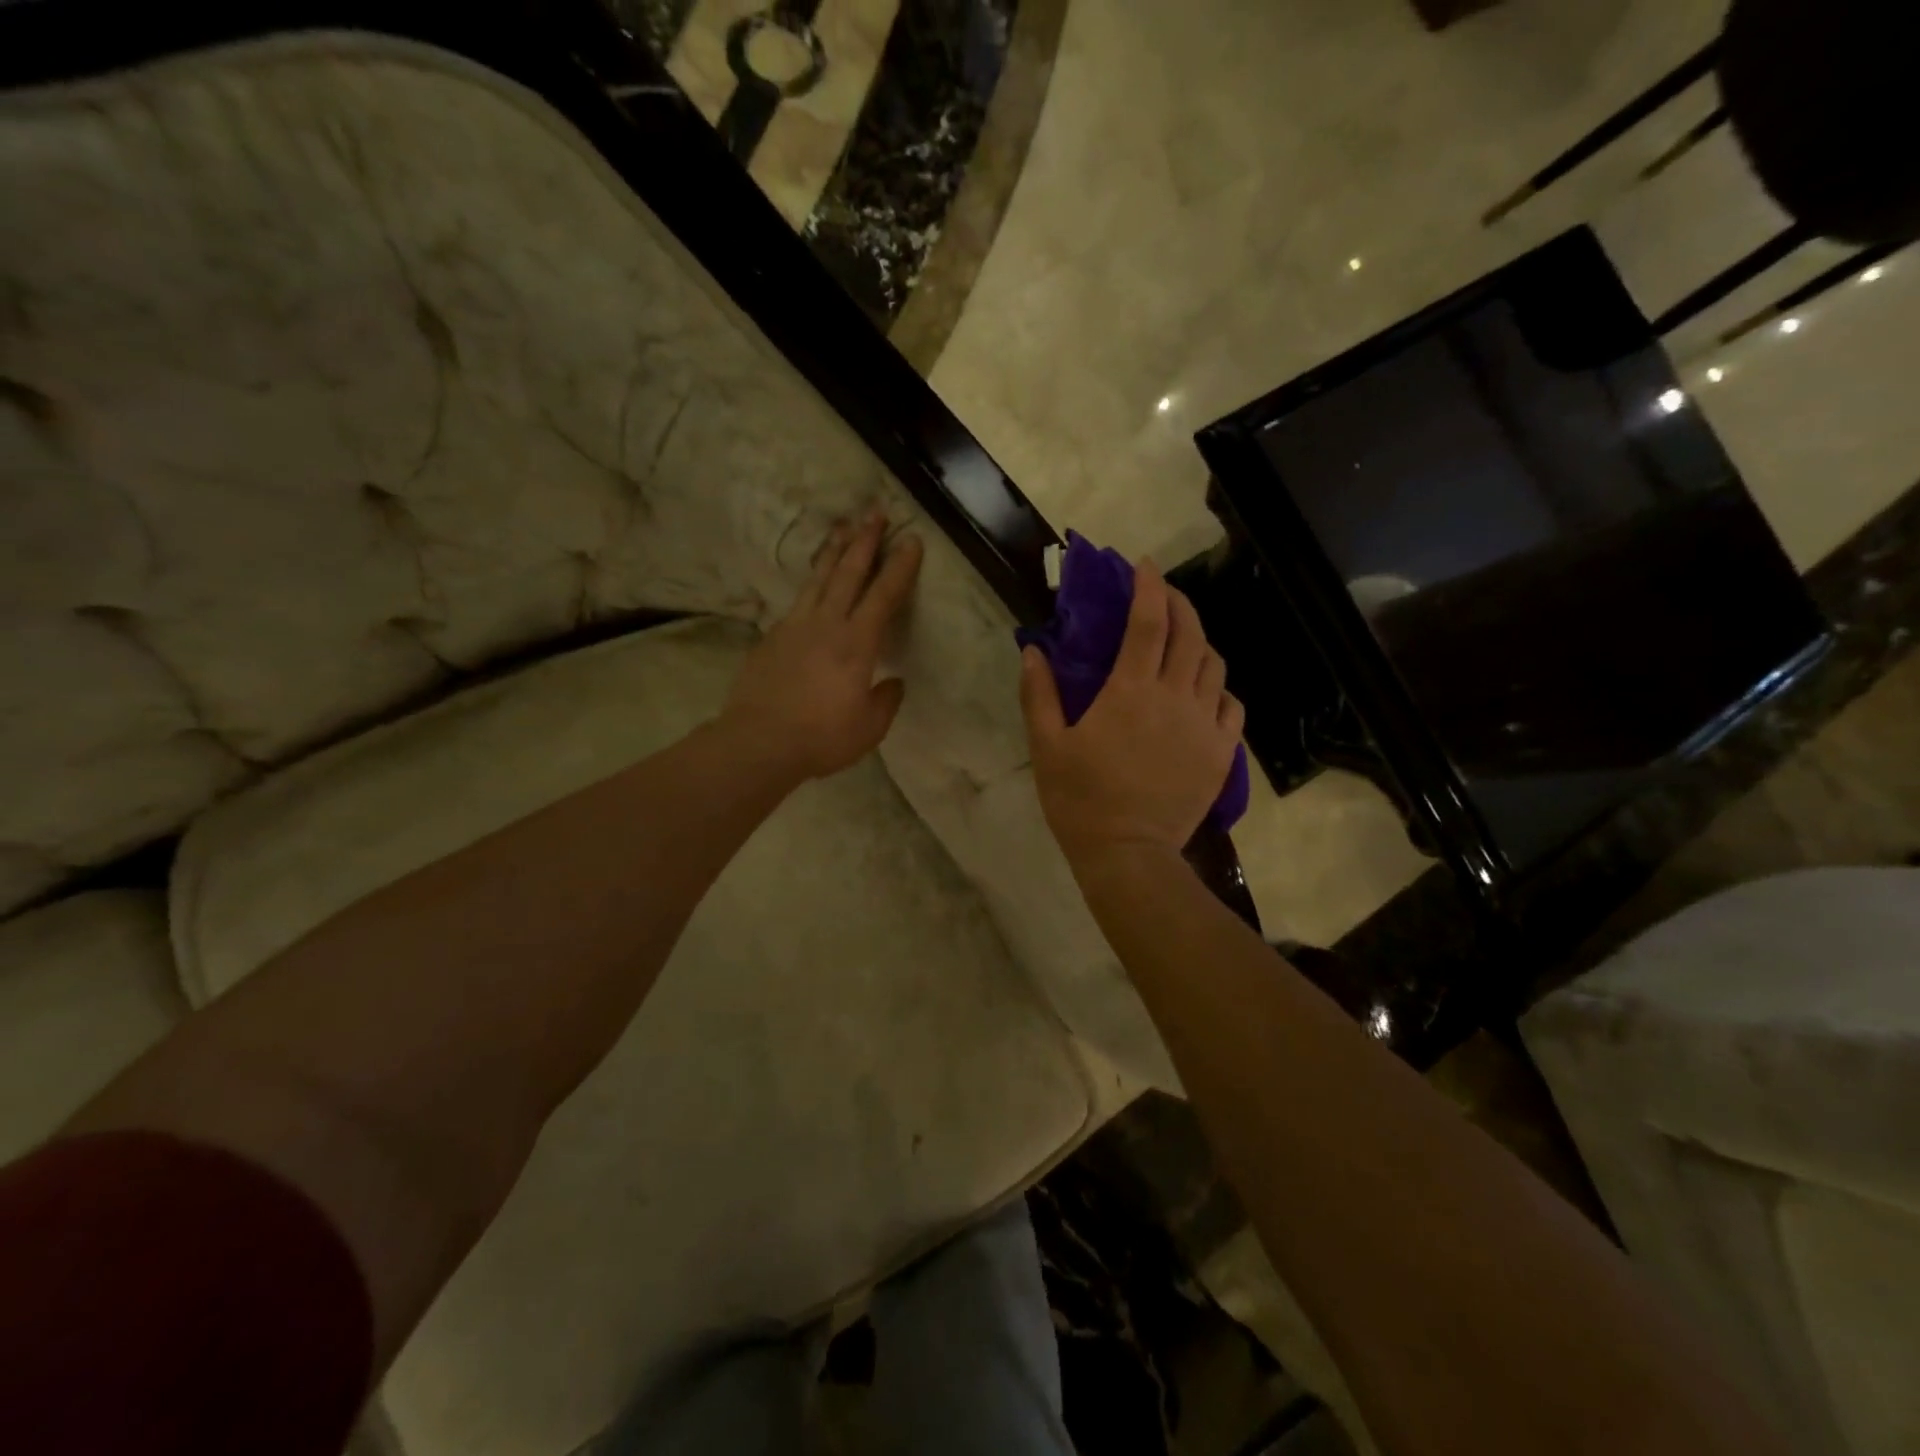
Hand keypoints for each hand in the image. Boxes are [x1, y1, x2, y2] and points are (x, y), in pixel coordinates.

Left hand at [721, 508, 923, 779]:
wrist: (759, 741)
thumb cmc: (821, 737)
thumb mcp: (869, 728)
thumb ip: (886, 701)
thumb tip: (893, 682)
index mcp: (857, 643)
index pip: (884, 595)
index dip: (900, 567)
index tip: (911, 540)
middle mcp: (827, 624)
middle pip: (849, 572)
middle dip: (865, 540)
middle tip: (875, 511)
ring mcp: (794, 626)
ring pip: (818, 578)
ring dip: (833, 551)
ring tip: (842, 527)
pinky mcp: (771, 637)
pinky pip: (797, 602)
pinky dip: (811, 586)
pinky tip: (813, 586)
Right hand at [1020, 560, 1243, 873]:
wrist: (1128, 854)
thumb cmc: (1080, 800)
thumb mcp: (1046, 746)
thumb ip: (1039, 694)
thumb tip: (1034, 650)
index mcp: (1130, 690)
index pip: (1148, 622)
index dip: (1148, 586)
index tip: (1142, 566)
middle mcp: (1175, 697)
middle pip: (1191, 634)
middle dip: (1180, 604)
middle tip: (1163, 596)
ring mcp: (1205, 724)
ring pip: (1215, 666)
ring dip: (1200, 643)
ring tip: (1183, 643)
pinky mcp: (1221, 752)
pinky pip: (1233, 706)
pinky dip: (1219, 689)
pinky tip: (1205, 692)